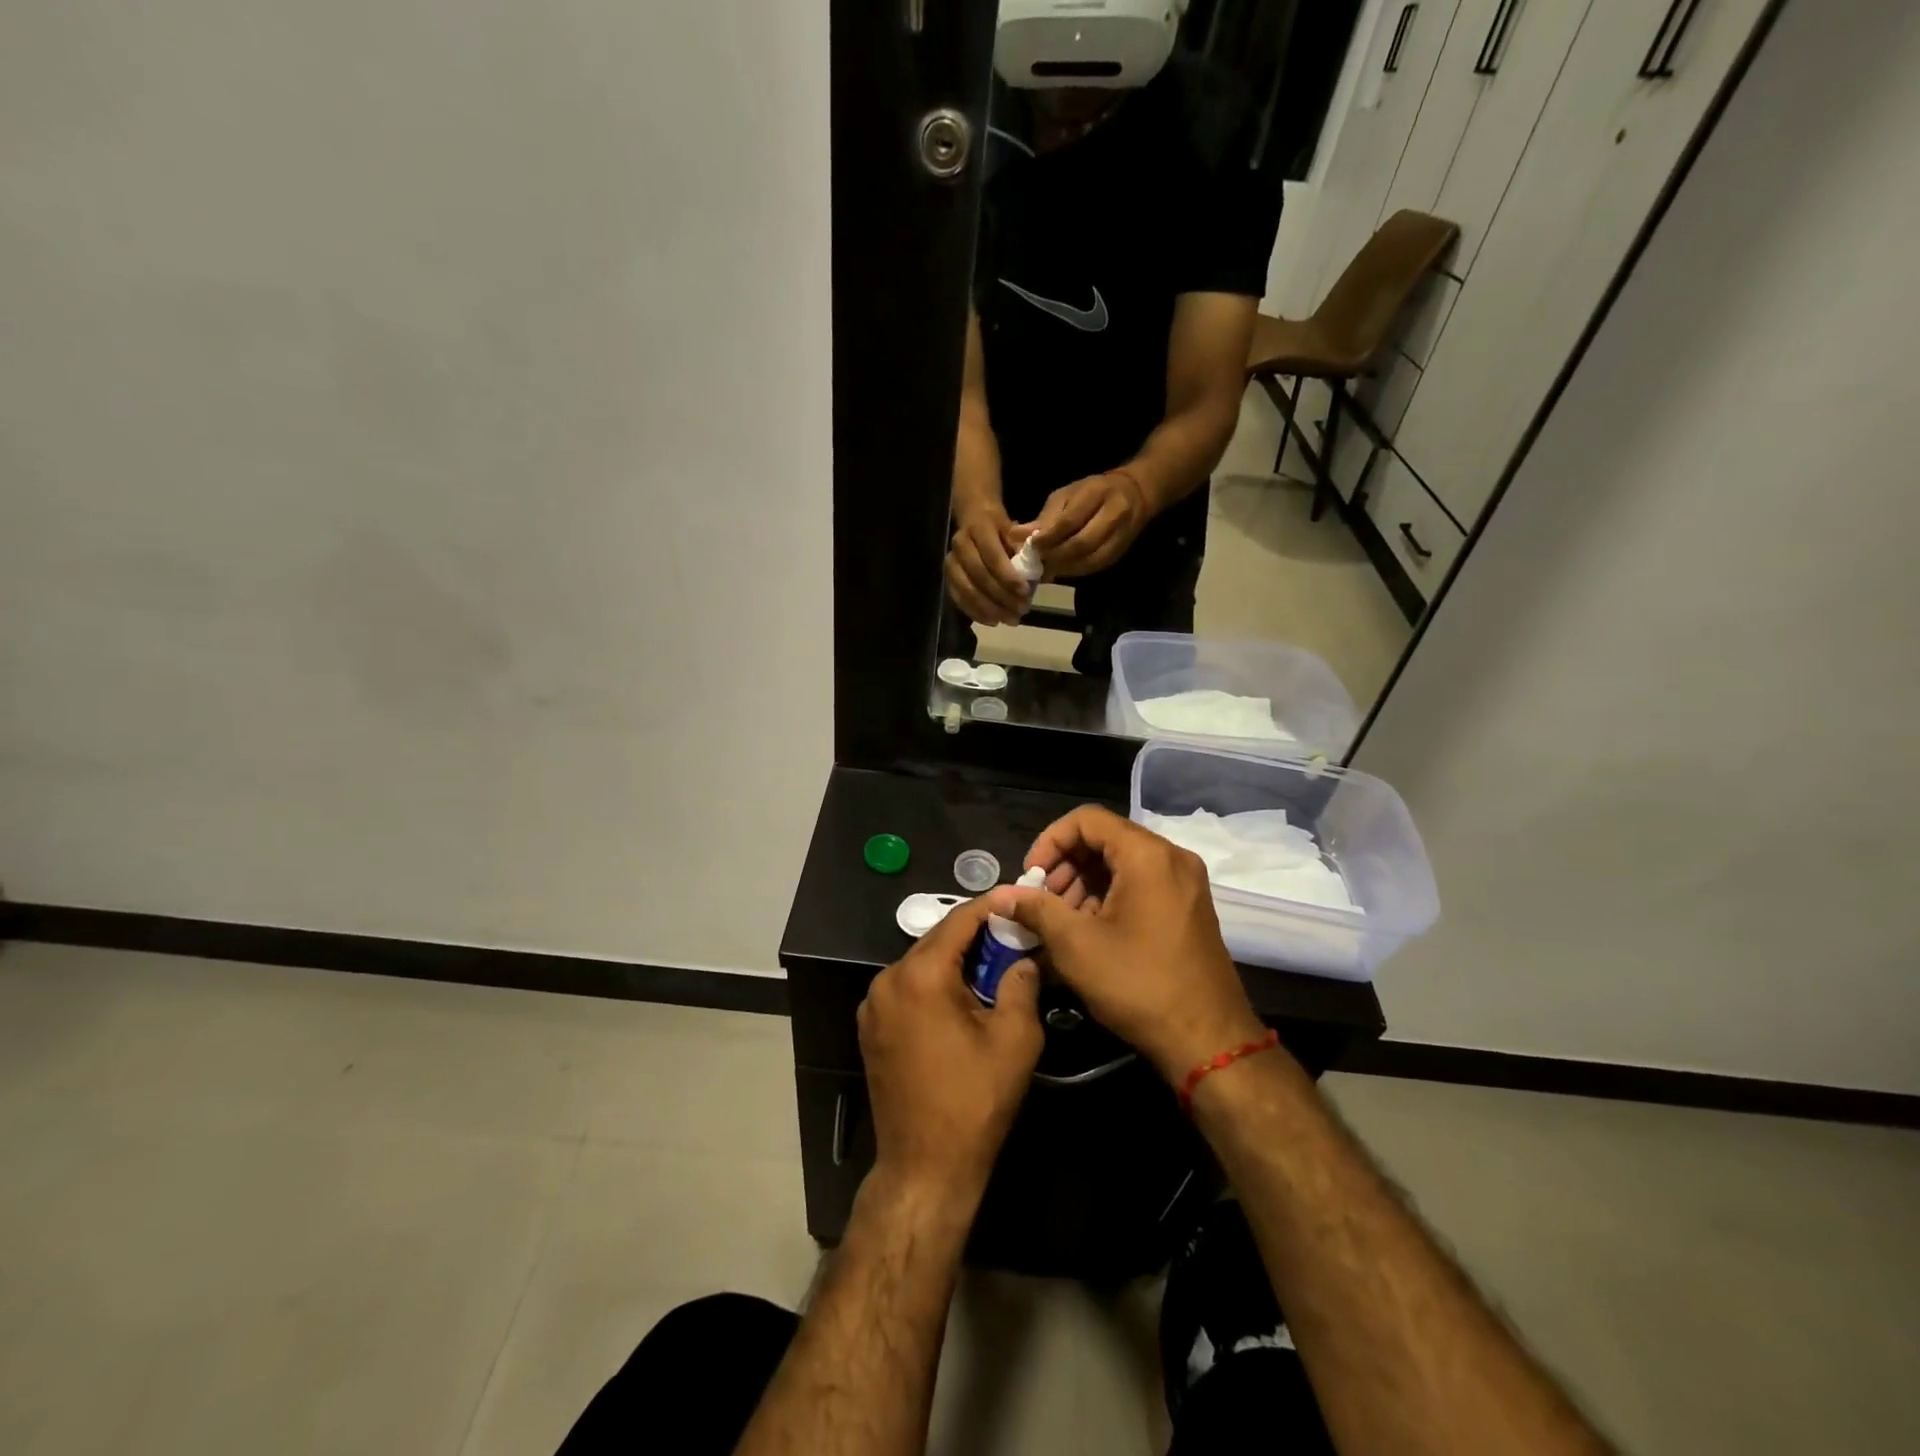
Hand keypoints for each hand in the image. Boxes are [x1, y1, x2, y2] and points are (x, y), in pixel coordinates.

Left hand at [857, 896, 1044, 1208]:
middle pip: (937, 940)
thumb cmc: (975, 1100)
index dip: (991, 906)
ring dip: (954, 960)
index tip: (1018, 898)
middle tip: (1012, 933)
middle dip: (975, 934)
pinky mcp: (870, 1027)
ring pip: (921, 964)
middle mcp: (887, 980)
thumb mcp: (1015, 1038)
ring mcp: (873, 1005)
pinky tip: (962, 997)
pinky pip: (907, 988)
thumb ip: (1021, 983)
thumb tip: (1024, 958)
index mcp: (919, 975)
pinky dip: (934, 983)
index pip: (959, 921)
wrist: (925, 1166)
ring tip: (992, 964)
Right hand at [945, 503, 1029, 625]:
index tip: (1025, 592)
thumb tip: (1033, 573)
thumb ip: (1022, 549)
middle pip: (979, 576)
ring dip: (990, 609)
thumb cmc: (1000, 528)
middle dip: (1002, 596)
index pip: (992, 556)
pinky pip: (959, 599)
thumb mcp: (1015, 530)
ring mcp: (951, 561)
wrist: (974, 519)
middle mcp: (960, 544)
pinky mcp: (947, 577)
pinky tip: (993, 621)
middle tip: (1021, 610)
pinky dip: (976, 612)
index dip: (1008, 576)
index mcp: (979, 528)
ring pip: (966, 590)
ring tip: (1010, 619)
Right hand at [988, 806, 1266, 1082]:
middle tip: (1041, 902)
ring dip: (1084, 883)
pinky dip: (1109, 896)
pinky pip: (1141, 883)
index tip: (1030, 877)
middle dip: (1065, 865)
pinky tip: (1088, 930)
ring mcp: (1185, 882)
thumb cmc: (1138, 984)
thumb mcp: (1076, 945)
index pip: (1086, 819)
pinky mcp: (1188, 906)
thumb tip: (1000, 895)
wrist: (1208, 1040)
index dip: (1050, 842)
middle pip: (1105, 839)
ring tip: (1060, 922)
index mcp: (1147, 855)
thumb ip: (1035, 909)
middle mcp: (1172, 858)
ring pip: (1122, 863)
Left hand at [1029, 470, 1149, 577]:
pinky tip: (1060, 571)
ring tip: (1045, 569)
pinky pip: (1095, 567)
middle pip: (1081, 544)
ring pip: (1089, 560)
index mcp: (1096, 493)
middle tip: (1036, 562)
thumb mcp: (1066, 495)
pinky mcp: (1120, 552)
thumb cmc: (1091, 492)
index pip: (1069, 520)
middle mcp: (1114, 514)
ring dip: (1064, 568)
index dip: (1048, 537)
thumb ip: (1044, 517)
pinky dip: (1074, 571)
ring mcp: (1121, 535)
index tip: (1030, 546)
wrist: (1134, 494)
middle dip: (1055, 556)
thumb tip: (1016, 535)